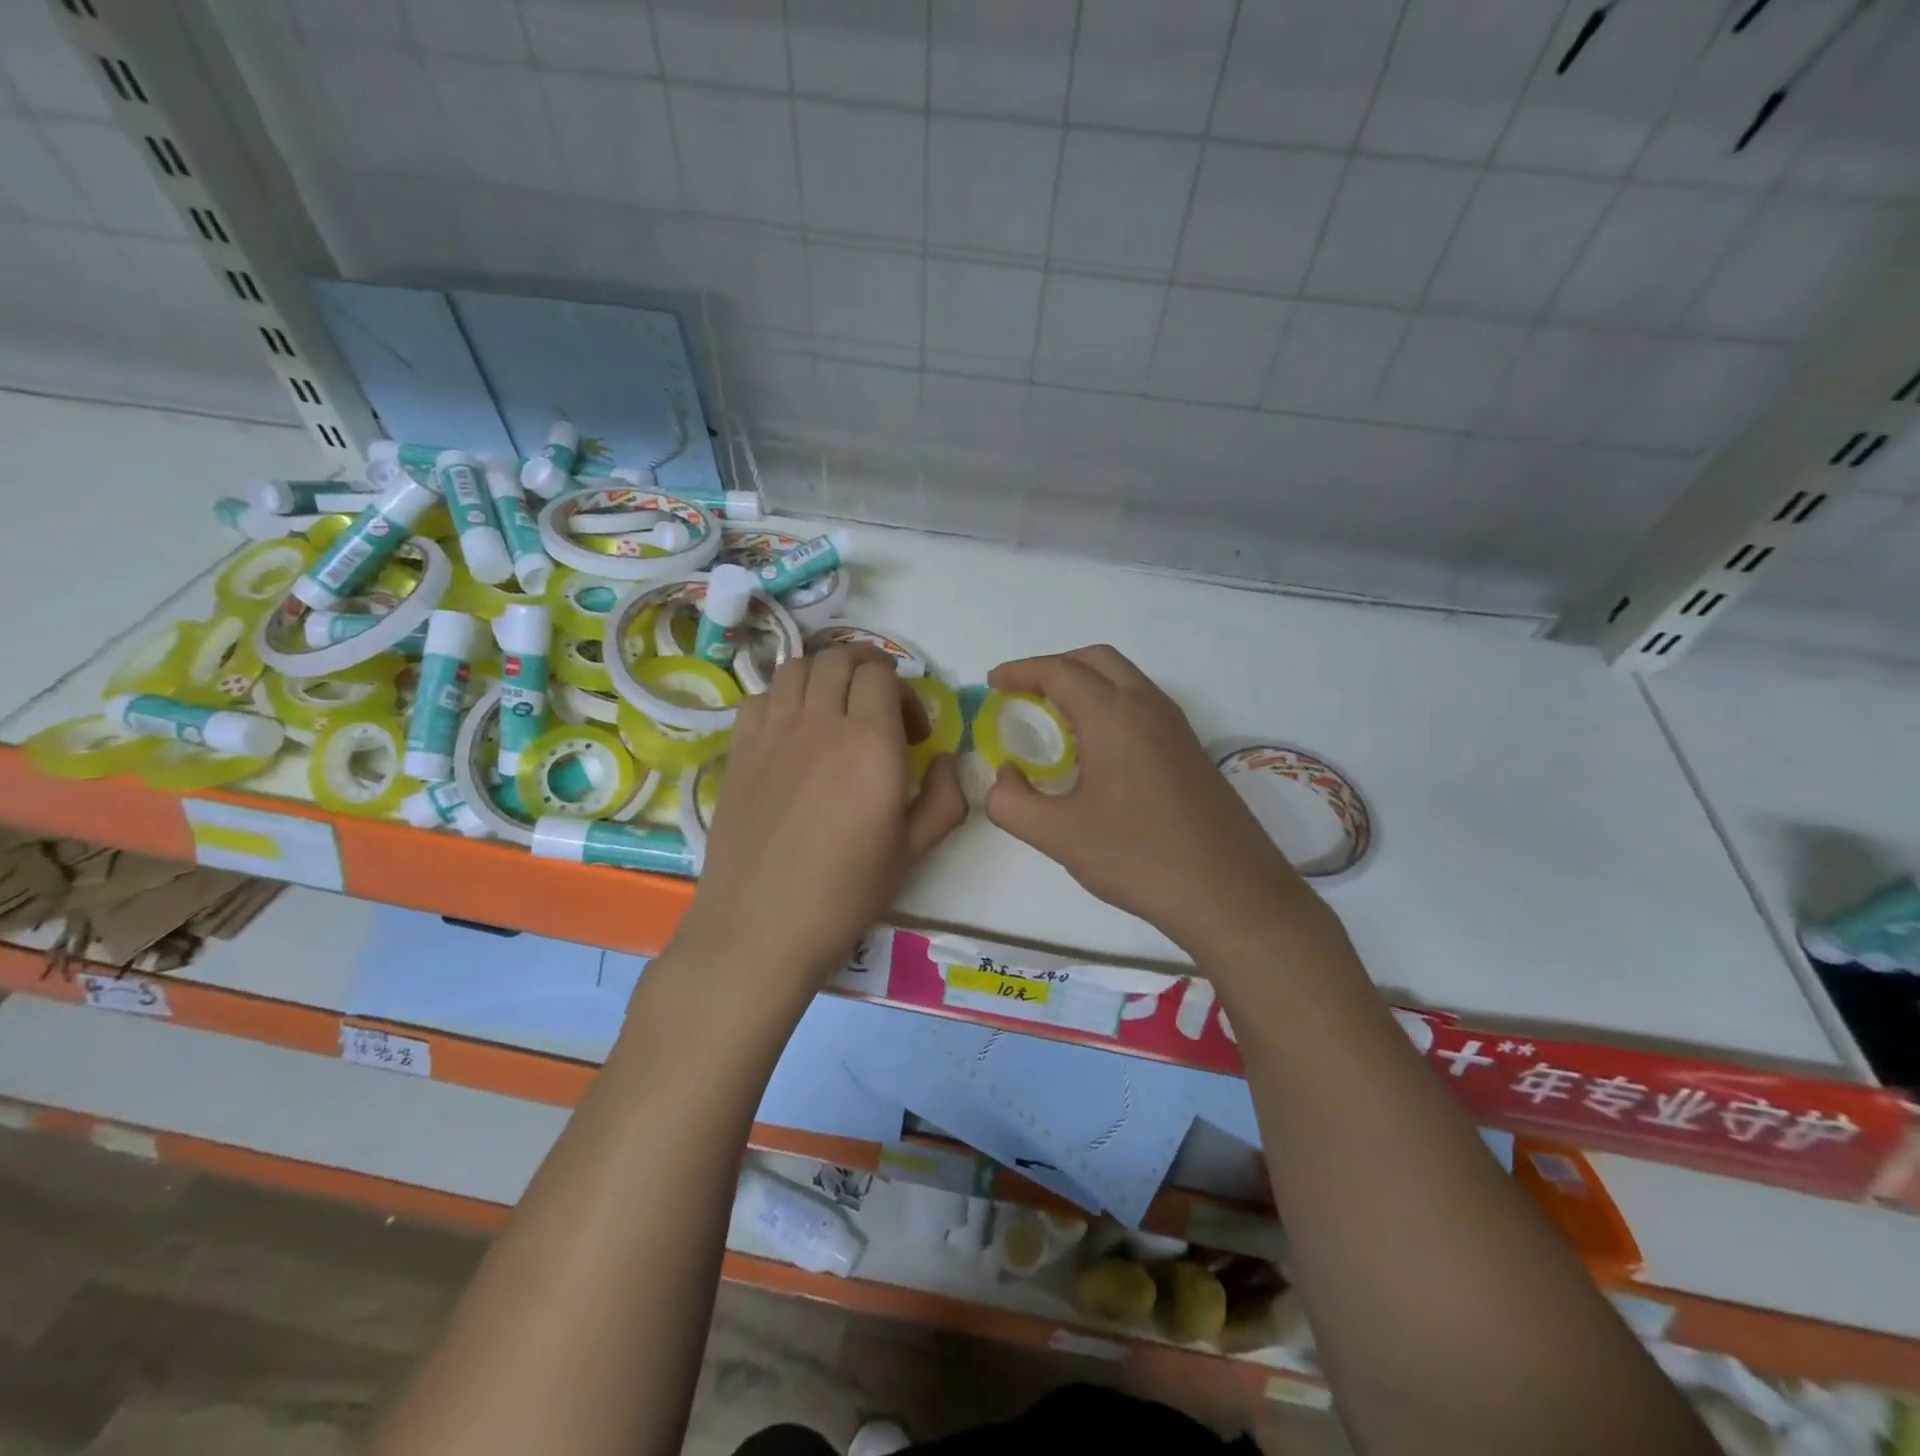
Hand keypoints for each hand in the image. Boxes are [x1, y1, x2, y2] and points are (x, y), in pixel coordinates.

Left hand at [676, 648, 967, 995]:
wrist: (760, 928)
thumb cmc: (844, 894)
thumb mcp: (914, 852)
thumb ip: (944, 798)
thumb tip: (946, 761)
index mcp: (870, 744)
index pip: (882, 674)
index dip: (903, 691)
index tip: (911, 732)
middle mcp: (819, 723)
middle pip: (840, 659)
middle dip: (868, 670)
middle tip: (880, 708)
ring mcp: (772, 732)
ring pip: (797, 667)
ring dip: (825, 675)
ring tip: (836, 711)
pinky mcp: (739, 750)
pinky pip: (761, 696)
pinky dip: (783, 697)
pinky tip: (792, 732)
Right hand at [985, 645, 1335, 959]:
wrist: (1230, 892)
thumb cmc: (1138, 857)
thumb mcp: (1059, 835)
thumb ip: (1012, 803)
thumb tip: (1005, 778)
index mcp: (1114, 715)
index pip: (1059, 671)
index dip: (1021, 671)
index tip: (994, 683)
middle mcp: (1149, 707)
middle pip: (1096, 660)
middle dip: (1055, 667)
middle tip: (1024, 695)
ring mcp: (1176, 727)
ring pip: (1125, 680)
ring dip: (1086, 684)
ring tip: (1055, 720)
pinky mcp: (1190, 750)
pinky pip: (1142, 705)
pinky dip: (1110, 705)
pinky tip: (1096, 750)